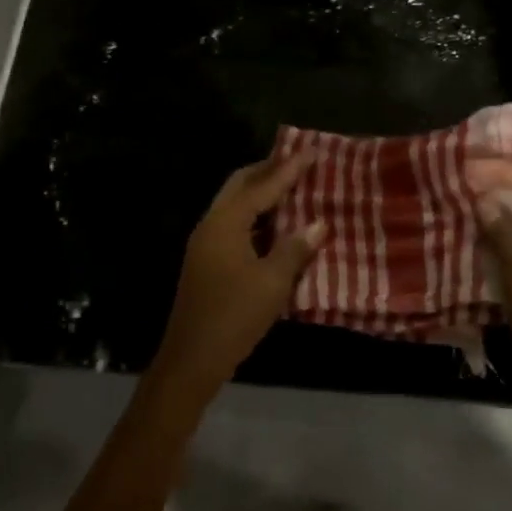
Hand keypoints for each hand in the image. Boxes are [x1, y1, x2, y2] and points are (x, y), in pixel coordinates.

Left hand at [149, 154, 326, 392]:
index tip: (312, 151)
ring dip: (261, 195)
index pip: (261, 187)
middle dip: (268, 171)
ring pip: (235, 206)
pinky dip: (256, 219)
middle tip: (298, 163)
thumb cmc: (234, 316)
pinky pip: (234, 226)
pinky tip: (277, 227)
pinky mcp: (207, 263)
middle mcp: (211, 226)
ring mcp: (205, 245)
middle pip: (240, 186)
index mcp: (225, 223)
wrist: (192, 359)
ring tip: (292, 189)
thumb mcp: (273, 282)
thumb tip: (319, 223)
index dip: (288, 169)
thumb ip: (296, 248)